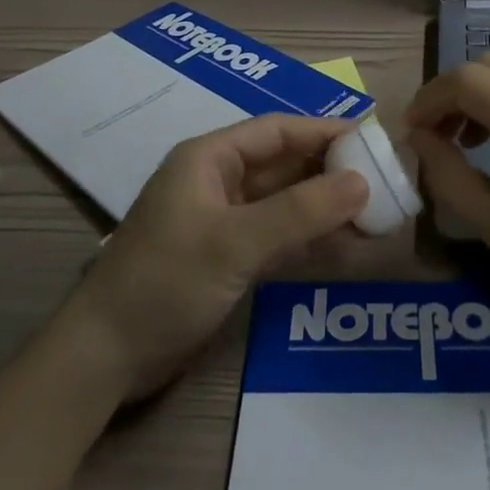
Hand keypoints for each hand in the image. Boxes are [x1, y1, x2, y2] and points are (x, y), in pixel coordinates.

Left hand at [62, 113, 369, 400]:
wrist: (105, 358)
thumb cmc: (165, 282)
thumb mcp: (235, 242)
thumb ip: (300, 212)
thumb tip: (363, 183)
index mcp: (209, 159)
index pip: (277, 131)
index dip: (323, 131)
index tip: (371, 139)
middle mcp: (217, 181)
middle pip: (283, 164)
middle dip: (330, 170)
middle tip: (383, 179)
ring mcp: (222, 221)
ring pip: (284, 201)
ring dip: (324, 205)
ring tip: (376, 212)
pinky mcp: (226, 257)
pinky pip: (277, 234)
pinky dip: (309, 236)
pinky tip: (345, 242)